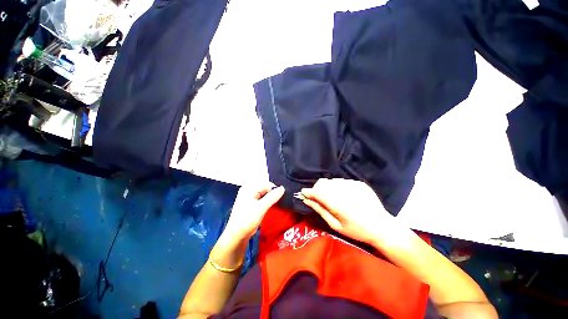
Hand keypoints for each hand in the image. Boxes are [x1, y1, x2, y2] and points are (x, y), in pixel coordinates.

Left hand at [223, 183, 284, 242]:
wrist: (237, 236)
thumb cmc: (247, 219)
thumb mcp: (261, 207)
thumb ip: (272, 197)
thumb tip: (283, 188)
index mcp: (249, 188)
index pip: (266, 184)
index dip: (274, 190)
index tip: (281, 197)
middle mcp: (248, 191)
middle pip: (265, 189)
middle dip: (272, 194)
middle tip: (279, 201)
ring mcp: (249, 198)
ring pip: (264, 195)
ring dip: (270, 199)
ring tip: (277, 205)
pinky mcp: (251, 205)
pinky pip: (261, 200)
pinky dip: (267, 203)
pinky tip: (271, 208)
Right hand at [300, 178, 395, 244]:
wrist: (382, 226)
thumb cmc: (357, 230)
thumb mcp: (336, 225)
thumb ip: (320, 210)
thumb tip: (307, 200)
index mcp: (340, 205)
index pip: (318, 192)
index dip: (309, 192)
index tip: (303, 193)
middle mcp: (346, 191)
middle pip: (323, 183)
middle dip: (317, 189)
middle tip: (318, 198)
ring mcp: (354, 185)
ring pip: (331, 181)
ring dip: (327, 188)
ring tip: (333, 198)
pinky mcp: (359, 183)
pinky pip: (341, 181)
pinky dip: (338, 187)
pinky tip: (344, 196)